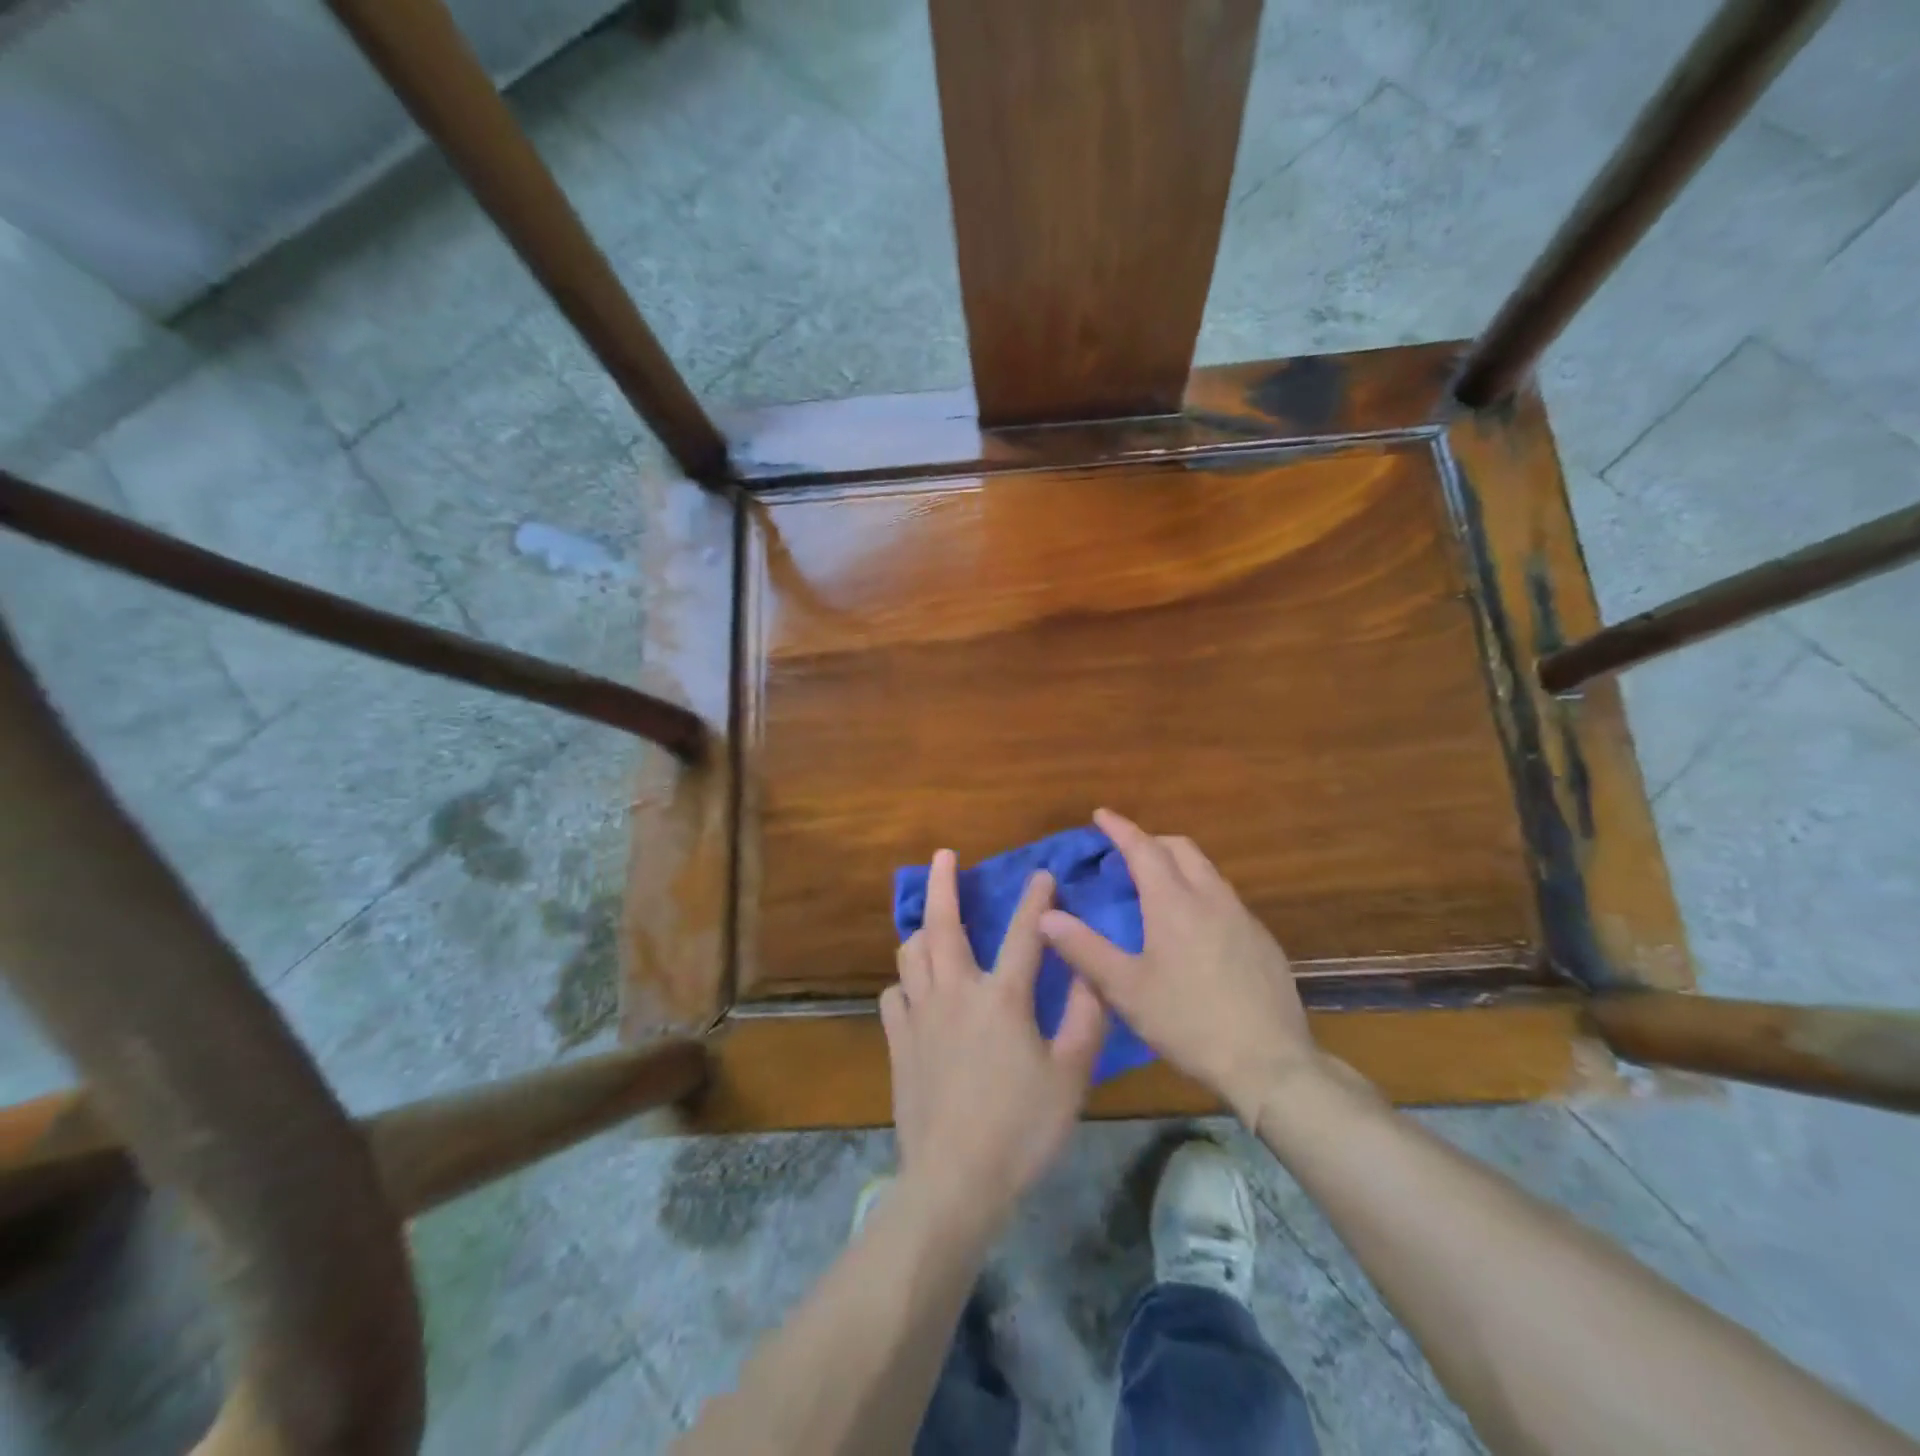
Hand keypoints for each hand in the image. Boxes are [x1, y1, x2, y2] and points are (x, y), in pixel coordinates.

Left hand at [881, 850, 1107, 1240]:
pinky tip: (914, 991)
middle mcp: (956, 992)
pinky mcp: (898, 1041)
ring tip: (930, 923)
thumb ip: (1085, 1020)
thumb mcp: (1070, 1078)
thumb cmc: (1021, 1129)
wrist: (954, 1179)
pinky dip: (905, 983)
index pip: (1023, 933)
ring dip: (921, 930)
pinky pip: (894, 995)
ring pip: (911, 954)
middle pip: (944, 924)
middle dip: (943, 884)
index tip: (1042, 874)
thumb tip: (1093, 974)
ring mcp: (920, 1015)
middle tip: (941, 855)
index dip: (1035, 900)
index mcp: (1002, 997)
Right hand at [1039, 809, 1318, 1123]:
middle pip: (1181, 849)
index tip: (1101, 814)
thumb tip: (1045, 915)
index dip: (1120, 828)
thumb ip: (1083, 949)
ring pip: (1207, 871)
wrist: (1270, 1063)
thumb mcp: (1125, 990)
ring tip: (1158, 885)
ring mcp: (1243, 918)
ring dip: (1179, 864)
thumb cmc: (1189, 1022)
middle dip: (1151, 840)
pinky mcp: (1262, 941)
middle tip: (1126, 852)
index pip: (1143, 848)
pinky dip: (1201, 892)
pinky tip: (1195, 927)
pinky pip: (1226, 898)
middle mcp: (1211, 898)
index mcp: (1174, 903)